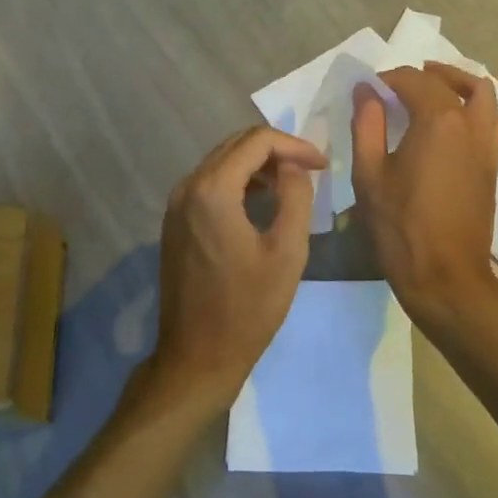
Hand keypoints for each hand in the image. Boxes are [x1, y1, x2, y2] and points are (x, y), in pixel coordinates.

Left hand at [150, 125, 323, 411]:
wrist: (198, 355)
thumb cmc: (248, 307)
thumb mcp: (287, 251)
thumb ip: (296, 196)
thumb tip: (293, 167)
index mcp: (212, 190)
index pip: (257, 141)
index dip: (295, 145)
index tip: (323, 164)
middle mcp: (187, 187)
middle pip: (235, 145)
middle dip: (276, 150)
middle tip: (310, 169)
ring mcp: (176, 204)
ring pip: (221, 162)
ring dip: (257, 165)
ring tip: (292, 184)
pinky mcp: (174, 222)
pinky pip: (209, 184)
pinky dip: (238, 182)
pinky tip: (261, 201)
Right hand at [351, 62, 497, 326]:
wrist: (445, 276)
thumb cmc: (401, 226)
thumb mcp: (370, 174)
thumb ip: (367, 124)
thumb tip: (366, 91)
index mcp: (439, 121)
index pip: (413, 81)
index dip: (388, 80)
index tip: (368, 90)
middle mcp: (470, 125)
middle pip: (451, 82)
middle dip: (422, 76)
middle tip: (397, 83)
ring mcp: (487, 146)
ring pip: (483, 96)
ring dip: (458, 83)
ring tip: (433, 88)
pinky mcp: (492, 166)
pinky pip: (491, 120)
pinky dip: (474, 107)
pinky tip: (451, 123)